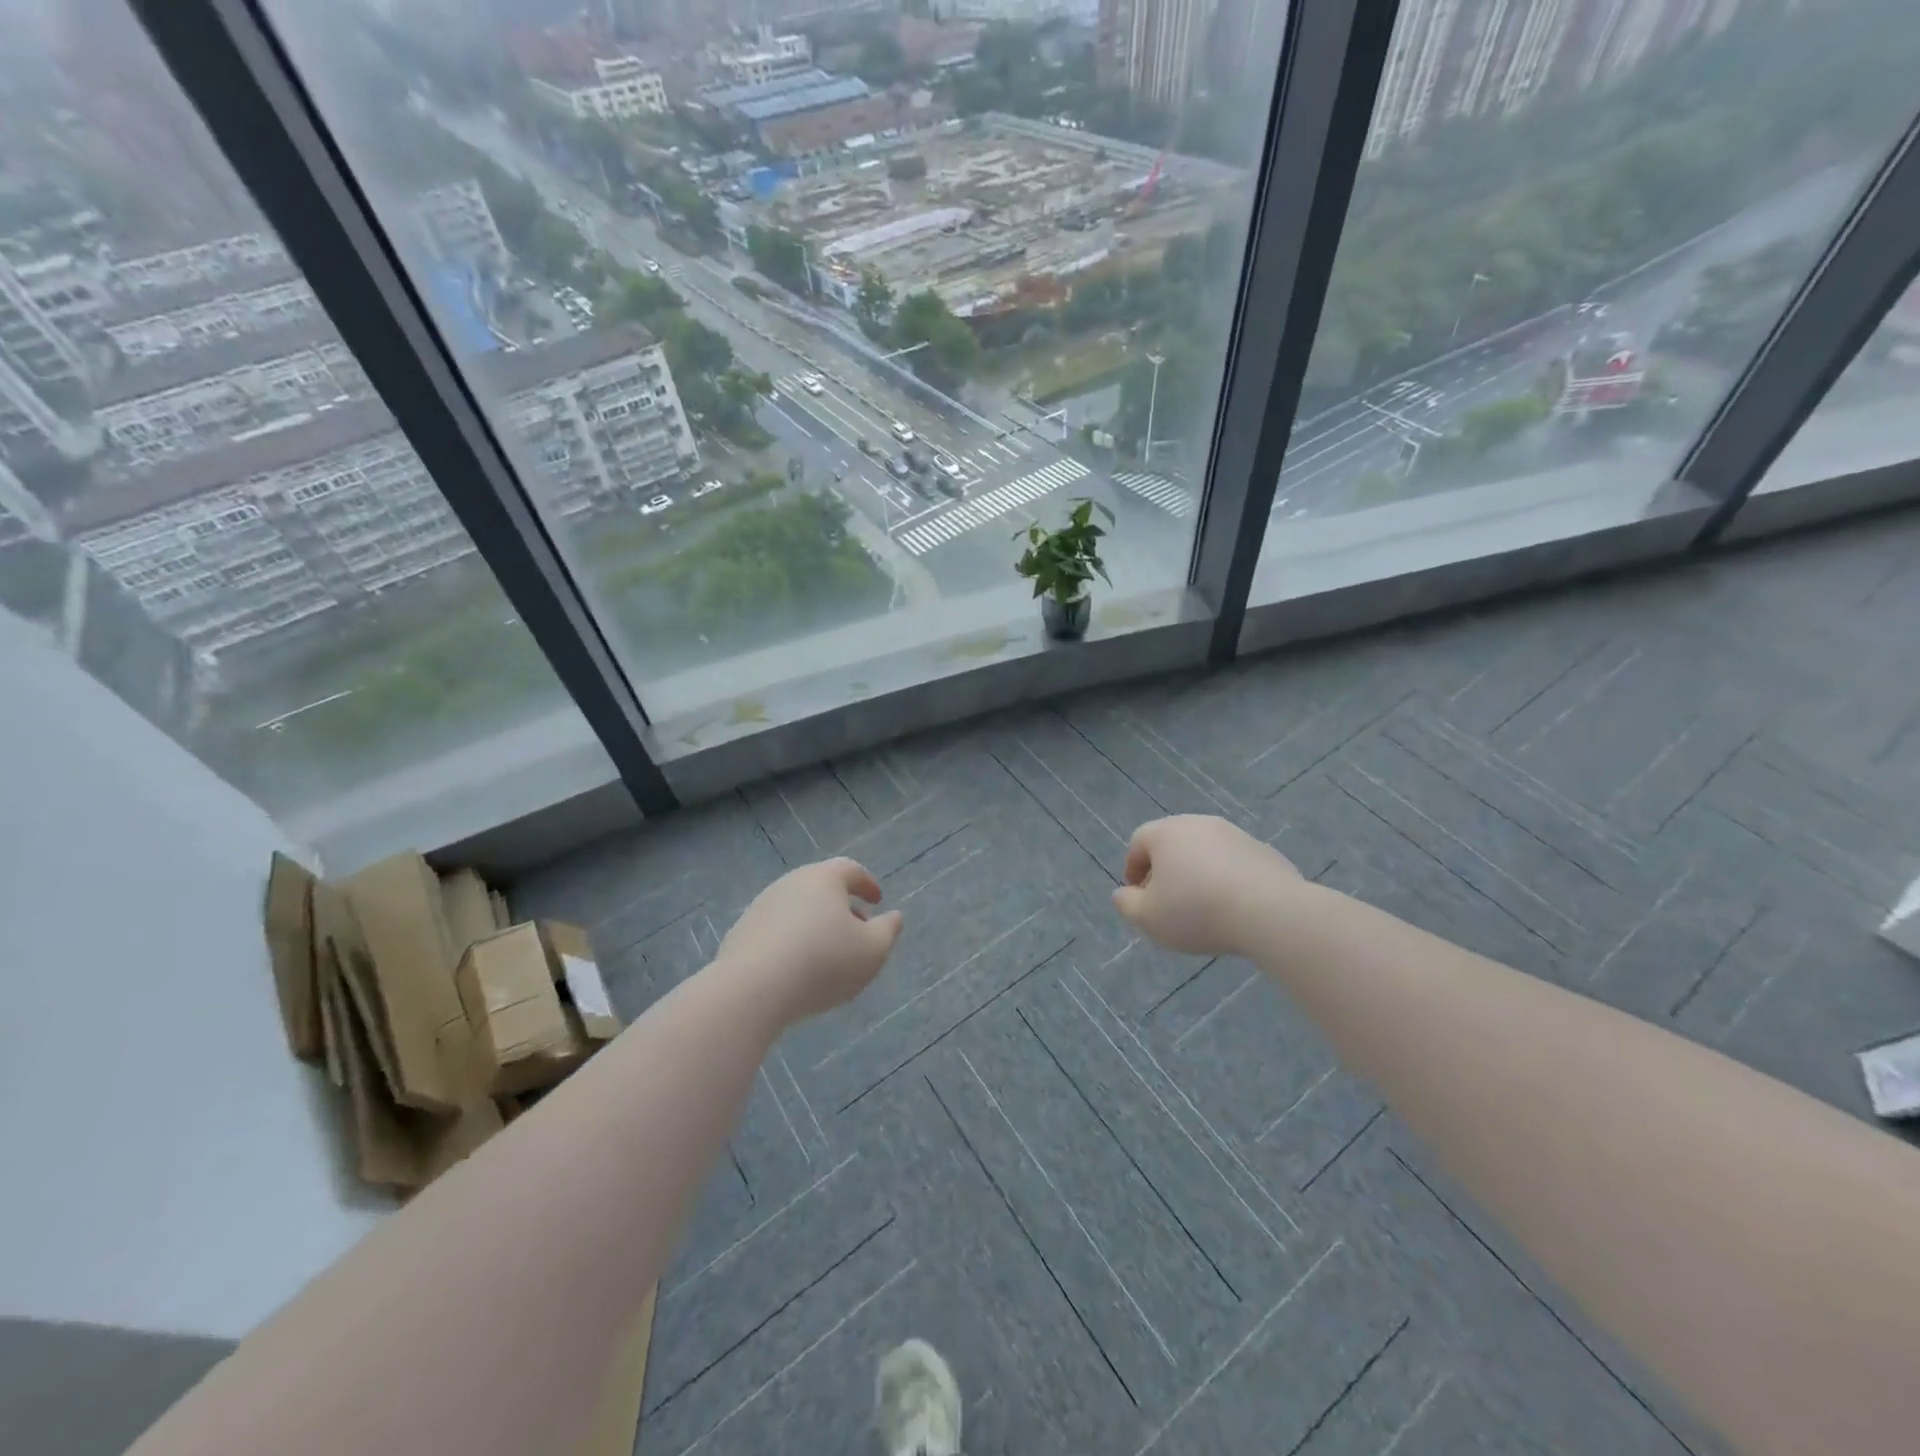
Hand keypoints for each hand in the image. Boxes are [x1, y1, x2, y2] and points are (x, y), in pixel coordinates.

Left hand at [716, 857, 903, 1024]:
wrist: (752, 989)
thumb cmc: (823, 963)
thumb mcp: (872, 951)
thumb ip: (888, 931)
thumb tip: (894, 916)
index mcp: (824, 879)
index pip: (850, 870)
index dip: (867, 884)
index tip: (877, 900)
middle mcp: (790, 883)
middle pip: (821, 887)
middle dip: (842, 906)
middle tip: (856, 930)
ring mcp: (761, 906)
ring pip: (797, 908)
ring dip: (815, 924)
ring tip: (827, 954)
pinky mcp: (741, 932)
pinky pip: (776, 930)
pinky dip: (792, 940)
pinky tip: (797, 968)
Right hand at [1112, 815, 1299, 957]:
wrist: (1269, 912)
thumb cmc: (1196, 911)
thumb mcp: (1149, 918)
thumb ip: (1127, 905)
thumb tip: (1122, 894)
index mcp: (1166, 832)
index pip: (1138, 842)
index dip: (1132, 868)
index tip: (1136, 894)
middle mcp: (1200, 824)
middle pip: (1173, 843)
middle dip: (1165, 869)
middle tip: (1166, 900)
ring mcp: (1236, 835)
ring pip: (1206, 852)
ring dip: (1197, 873)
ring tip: (1201, 906)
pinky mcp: (1264, 852)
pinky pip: (1235, 864)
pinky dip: (1227, 879)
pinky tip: (1232, 907)